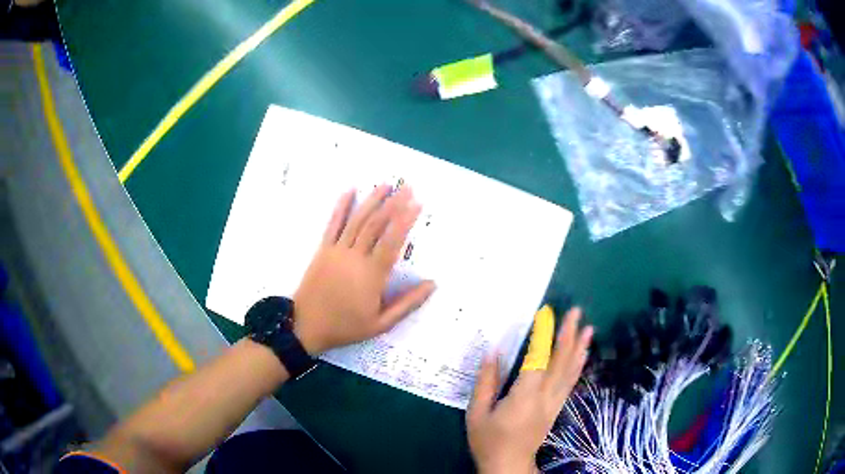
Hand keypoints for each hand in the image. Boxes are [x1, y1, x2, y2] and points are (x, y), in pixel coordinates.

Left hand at [292, 185, 435, 353]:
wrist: (307, 325)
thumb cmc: (346, 326)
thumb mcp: (381, 323)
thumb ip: (408, 303)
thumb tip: (432, 284)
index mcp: (372, 275)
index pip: (392, 241)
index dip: (405, 220)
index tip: (417, 203)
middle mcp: (355, 257)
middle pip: (376, 224)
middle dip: (393, 203)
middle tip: (407, 187)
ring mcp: (337, 250)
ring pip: (357, 220)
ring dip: (372, 200)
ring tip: (385, 184)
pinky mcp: (323, 249)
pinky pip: (333, 224)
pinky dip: (341, 206)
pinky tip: (349, 191)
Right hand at [467, 307, 592, 473]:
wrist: (508, 465)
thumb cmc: (488, 440)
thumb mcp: (477, 412)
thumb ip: (486, 381)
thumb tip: (493, 351)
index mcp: (524, 396)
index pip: (538, 359)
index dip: (544, 335)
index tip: (546, 312)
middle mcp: (544, 396)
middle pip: (561, 362)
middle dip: (569, 335)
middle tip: (576, 311)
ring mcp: (554, 402)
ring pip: (570, 371)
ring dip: (579, 348)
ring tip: (589, 328)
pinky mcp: (556, 408)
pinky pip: (570, 383)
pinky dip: (578, 366)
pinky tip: (583, 355)